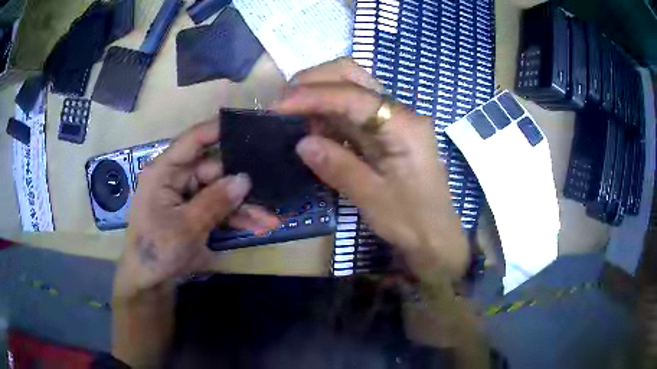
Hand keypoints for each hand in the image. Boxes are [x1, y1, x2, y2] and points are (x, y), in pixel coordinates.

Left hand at [113, 120, 278, 299]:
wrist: (149, 282)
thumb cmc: (158, 250)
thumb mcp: (186, 227)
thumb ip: (215, 201)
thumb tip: (245, 179)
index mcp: (165, 171)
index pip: (194, 140)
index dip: (220, 129)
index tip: (251, 124)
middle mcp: (176, 177)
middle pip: (214, 170)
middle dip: (242, 184)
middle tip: (272, 190)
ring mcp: (187, 196)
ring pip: (221, 192)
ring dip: (244, 206)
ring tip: (271, 219)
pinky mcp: (194, 212)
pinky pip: (219, 209)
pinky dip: (236, 218)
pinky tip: (258, 226)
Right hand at [275, 58, 468, 279]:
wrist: (435, 236)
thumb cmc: (412, 221)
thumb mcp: (373, 199)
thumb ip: (338, 167)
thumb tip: (301, 142)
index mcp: (404, 126)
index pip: (352, 96)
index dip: (312, 96)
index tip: (277, 106)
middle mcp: (399, 112)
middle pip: (353, 75)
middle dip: (313, 81)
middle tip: (283, 103)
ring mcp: (392, 119)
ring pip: (350, 88)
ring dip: (318, 96)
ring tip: (293, 119)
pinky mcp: (384, 130)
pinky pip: (351, 111)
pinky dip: (327, 114)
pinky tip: (313, 130)